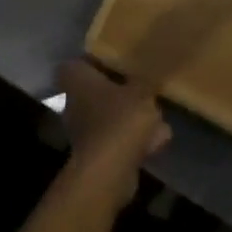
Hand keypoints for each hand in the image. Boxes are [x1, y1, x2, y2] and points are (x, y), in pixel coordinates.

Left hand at [57, 59, 169, 204]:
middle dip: (119, 89)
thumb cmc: (120, 118)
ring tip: (158, 115)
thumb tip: (154, 63)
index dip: (98, 59)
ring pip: (108, 114)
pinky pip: (116, 137)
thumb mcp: (142, 89)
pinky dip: (134, 139)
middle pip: (96, 89)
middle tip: (143, 85)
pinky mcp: (94, 153)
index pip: (80, 61)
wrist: (109, 172)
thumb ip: (147, 77)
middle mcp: (73, 101)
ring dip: (130, 116)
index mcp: (76, 78)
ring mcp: (82, 129)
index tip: (120, 59)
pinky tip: (158, 139)